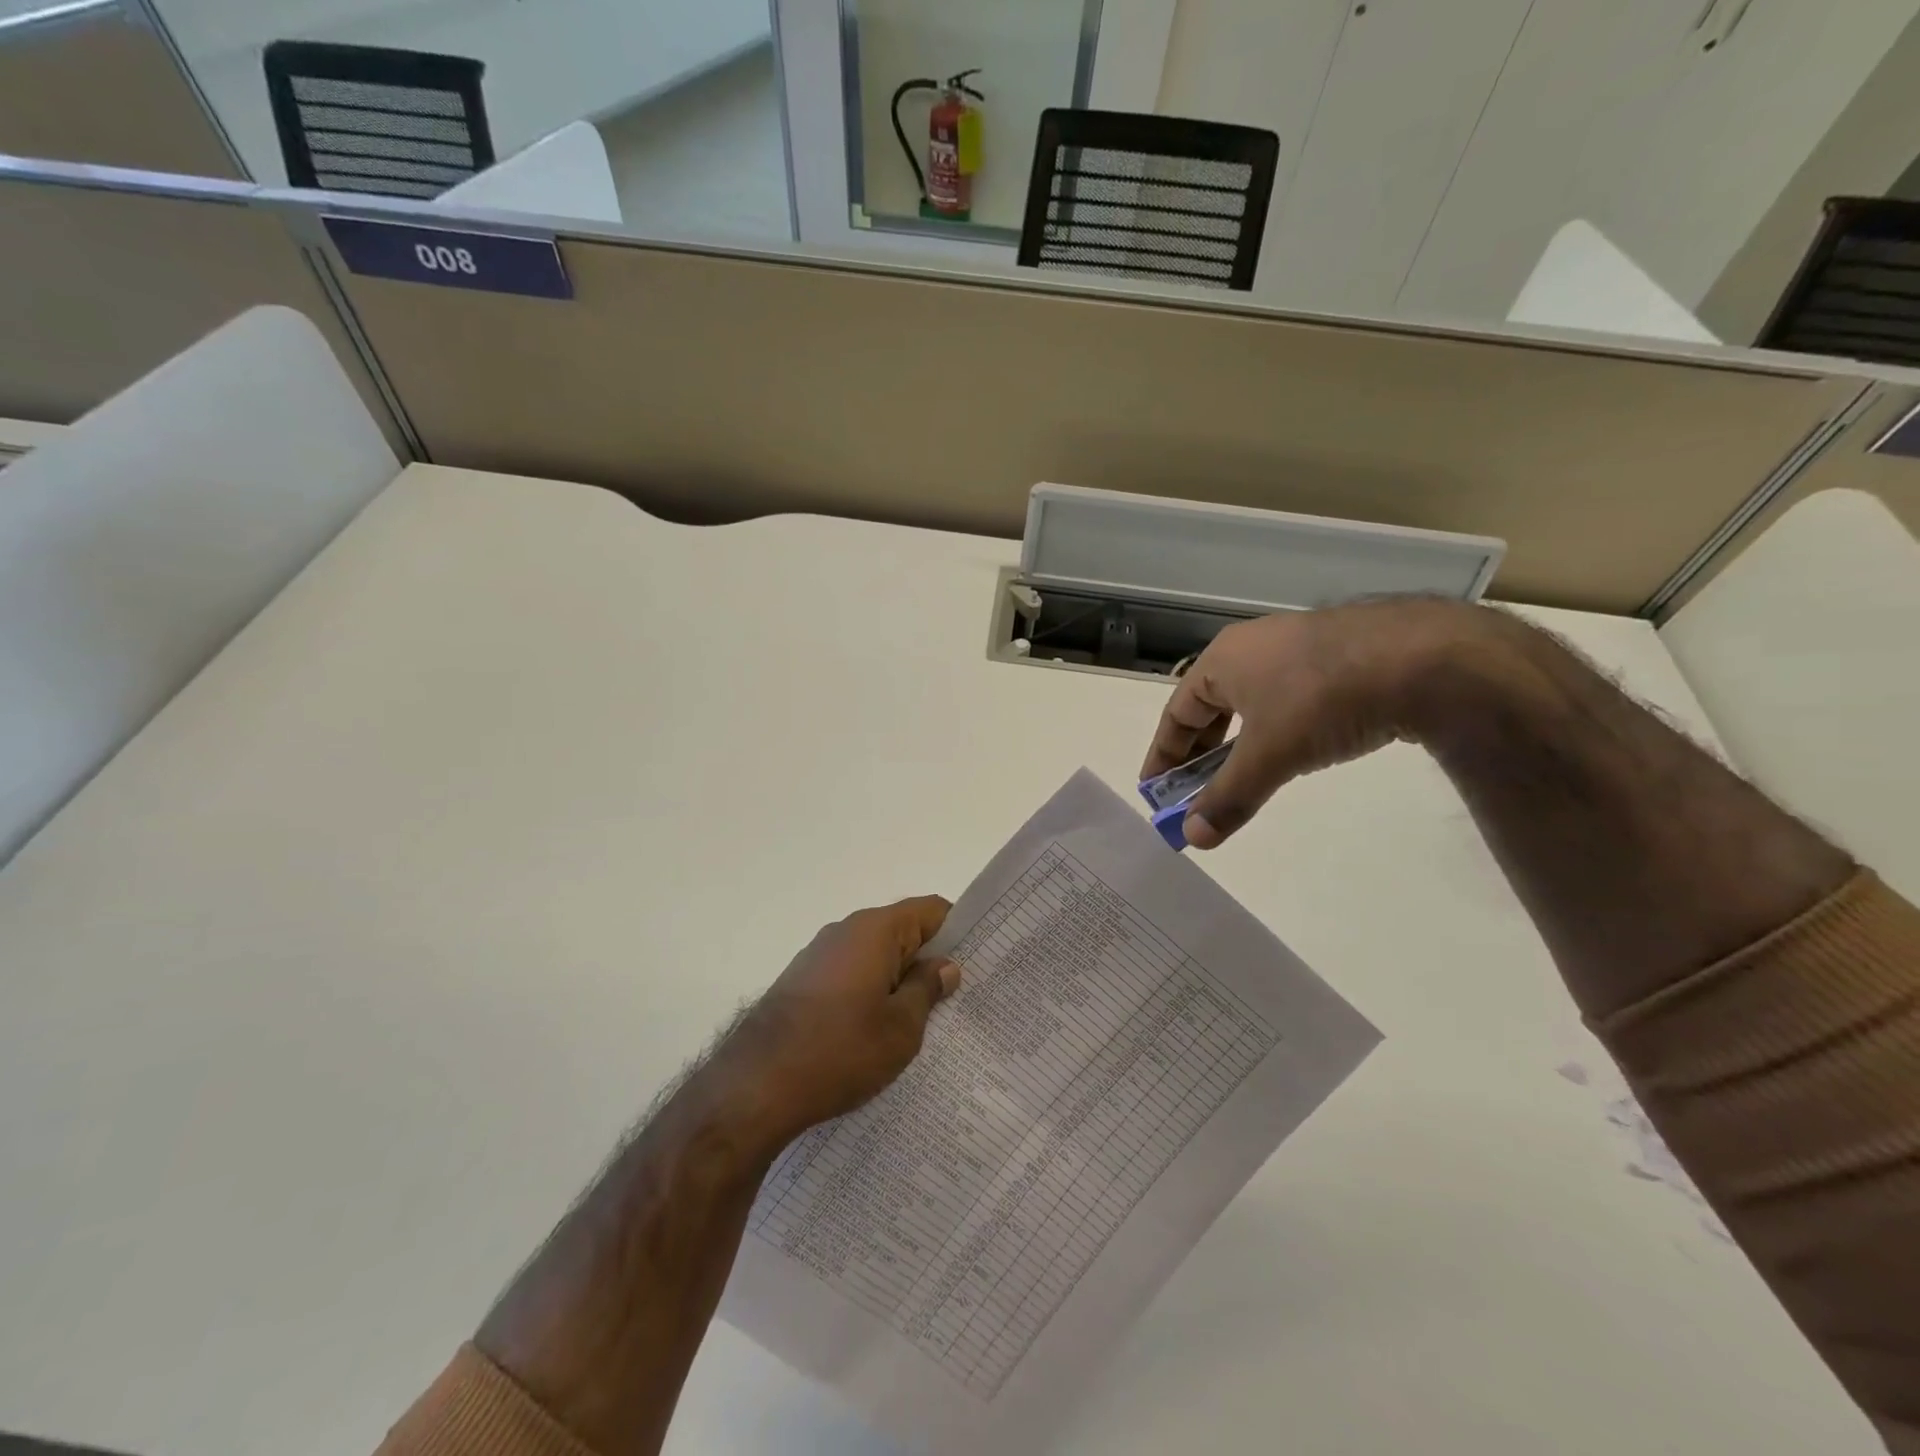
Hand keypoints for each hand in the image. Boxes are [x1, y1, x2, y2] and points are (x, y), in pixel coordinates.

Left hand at [714, 896, 959, 1147]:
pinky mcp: (801, 983)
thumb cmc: (839, 1051)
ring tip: (925, 1022)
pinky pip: (850, 976)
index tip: (981, 960)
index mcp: (876, 930)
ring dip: (900, 981)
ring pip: (876, 957)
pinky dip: (871, 994)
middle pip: (903, 932)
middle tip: (961, 998)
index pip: (931, 910)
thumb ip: (927, 989)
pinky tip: (879, 1033)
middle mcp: (846, 931)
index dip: (959, 931)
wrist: (753, 1087)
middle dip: (931, 960)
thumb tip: (945, 965)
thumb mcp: (901, 1028)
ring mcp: (819, 956)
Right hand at [1141, 598, 1506, 848]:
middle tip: (1196, 791)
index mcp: (1223, 660)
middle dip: (1201, 753)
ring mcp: (1298, 647)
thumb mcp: (1269, 755)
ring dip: (1239, 743)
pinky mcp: (1339, 657)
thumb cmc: (1323, 699)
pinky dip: (1276, 730)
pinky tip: (1294, 751)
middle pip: (1211, 707)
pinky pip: (1288, 698)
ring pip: (1252, 703)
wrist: (1426, 659)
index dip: (1163, 755)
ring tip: (1242, 776)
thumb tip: (1192, 838)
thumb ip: (1228, 798)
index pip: (1176, 713)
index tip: (1155, 791)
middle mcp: (1253, 647)